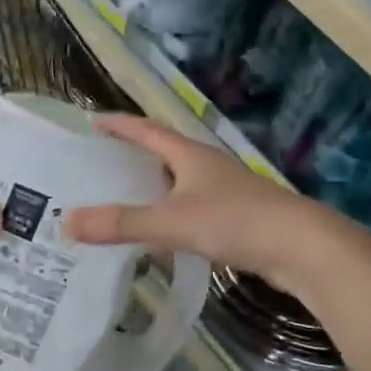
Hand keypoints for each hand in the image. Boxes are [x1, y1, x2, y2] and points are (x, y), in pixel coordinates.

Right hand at [62, 115, 352, 292]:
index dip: (120, 125)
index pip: (147, 130)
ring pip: (180, 182)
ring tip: (122, 198)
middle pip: (164, 153)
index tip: (93, 122)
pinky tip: (162, 232)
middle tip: (99, 165)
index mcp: (191, 155)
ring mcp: (226, 191)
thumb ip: (121, 223)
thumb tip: (67, 222)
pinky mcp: (238, 217)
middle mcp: (208, 166)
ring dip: (153, 186)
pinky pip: (193, 207)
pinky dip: (171, 212)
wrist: (303, 248)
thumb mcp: (172, 222)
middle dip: (133, 155)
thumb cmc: (235, 222)